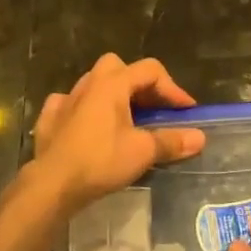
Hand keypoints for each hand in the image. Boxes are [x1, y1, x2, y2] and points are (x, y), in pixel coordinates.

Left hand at [30, 54, 205, 215]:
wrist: (52, 184)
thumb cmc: (101, 161)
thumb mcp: (143, 151)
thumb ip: (171, 141)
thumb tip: (200, 138)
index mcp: (112, 84)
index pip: (150, 70)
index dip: (172, 88)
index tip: (186, 111)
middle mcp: (88, 84)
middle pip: (118, 67)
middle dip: (138, 83)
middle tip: (152, 108)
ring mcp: (64, 100)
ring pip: (93, 83)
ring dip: (111, 95)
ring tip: (124, 118)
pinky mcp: (49, 118)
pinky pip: (69, 103)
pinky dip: (83, 109)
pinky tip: (88, 125)